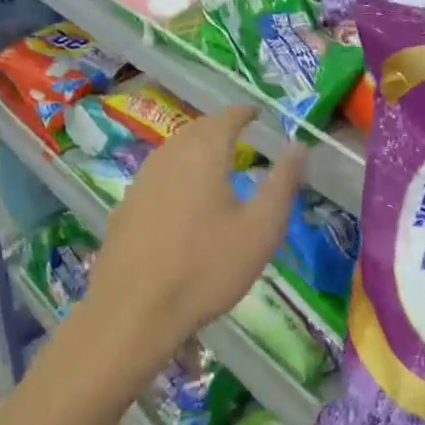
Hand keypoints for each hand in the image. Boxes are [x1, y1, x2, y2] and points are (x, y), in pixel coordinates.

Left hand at [84, 105, 306, 370]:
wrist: (132, 311)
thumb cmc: (206, 267)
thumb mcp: (261, 229)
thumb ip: (282, 183)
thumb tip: (298, 146)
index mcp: (204, 153)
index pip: (226, 117)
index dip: (243, 112)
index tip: (257, 113)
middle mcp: (169, 155)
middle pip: (197, 130)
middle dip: (219, 127)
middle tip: (239, 134)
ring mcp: (142, 180)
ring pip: (173, 150)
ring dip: (196, 148)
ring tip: (214, 161)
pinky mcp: (126, 206)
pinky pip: (158, 174)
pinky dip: (176, 172)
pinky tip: (182, 196)